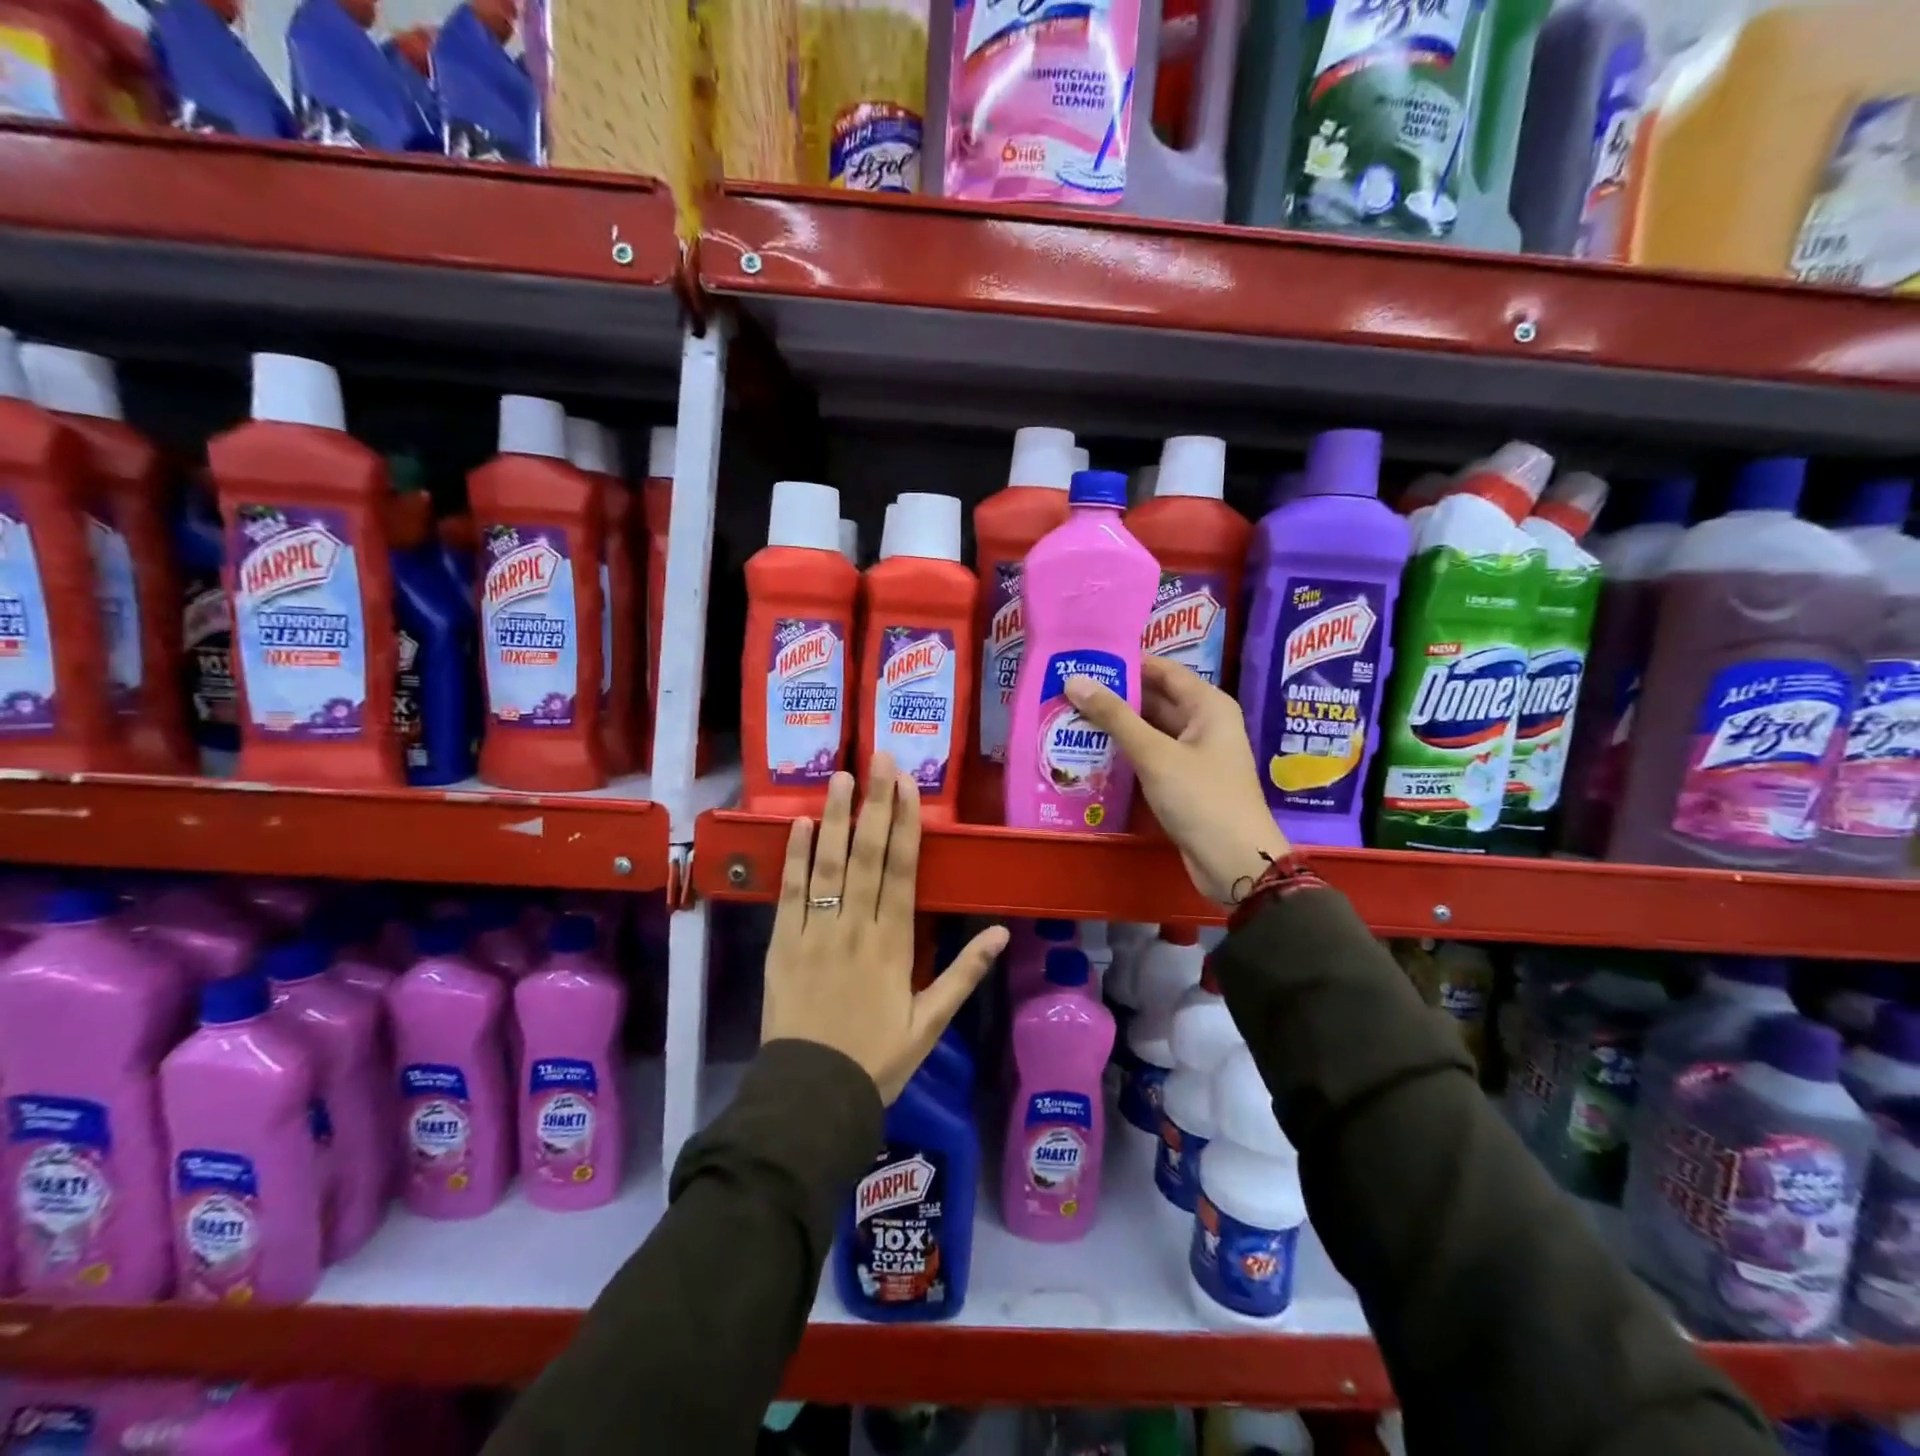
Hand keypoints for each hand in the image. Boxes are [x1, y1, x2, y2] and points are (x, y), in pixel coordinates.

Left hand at [761, 752, 1008, 1103]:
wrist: (813, 1097)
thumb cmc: (877, 1059)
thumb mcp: (930, 1023)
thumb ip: (964, 974)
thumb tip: (1001, 932)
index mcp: (894, 944)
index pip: (903, 871)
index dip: (906, 824)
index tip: (908, 785)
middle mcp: (856, 928)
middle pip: (868, 856)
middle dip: (876, 804)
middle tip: (880, 759)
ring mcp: (816, 933)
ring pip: (829, 866)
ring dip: (837, 818)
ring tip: (842, 776)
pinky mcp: (783, 945)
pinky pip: (790, 895)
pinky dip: (795, 858)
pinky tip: (800, 825)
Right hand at [1066, 657, 1289, 903]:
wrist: (1234, 863)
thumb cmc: (1201, 798)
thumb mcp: (1154, 754)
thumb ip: (1114, 717)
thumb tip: (1075, 680)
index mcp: (1208, 705)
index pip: (1163, 670)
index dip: (1126, 663)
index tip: (1086, 660)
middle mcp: (1204, 723)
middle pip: (1155, 699)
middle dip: (1115, 696)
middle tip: (1068, 691)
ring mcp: (1195, 754)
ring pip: (1150, 730)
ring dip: (1117, 726)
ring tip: (1070, 717)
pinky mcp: (1184, 781)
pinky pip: (1151, 756)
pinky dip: (1125, 752)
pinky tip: (1092, 752)